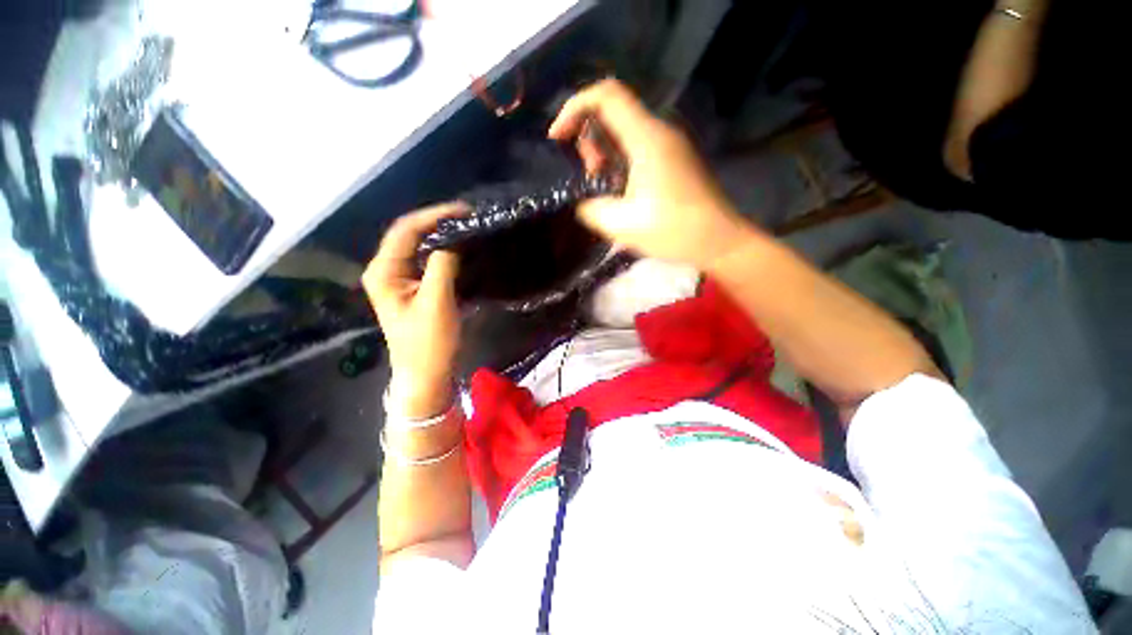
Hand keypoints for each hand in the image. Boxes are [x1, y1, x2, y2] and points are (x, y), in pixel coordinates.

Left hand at [362, 204, 463, 418]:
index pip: (405, 230)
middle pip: (410, 236)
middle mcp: (387, 271)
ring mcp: (400, 280)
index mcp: (384, 272)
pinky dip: (445, 253)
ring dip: (442, 237)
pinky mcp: (415, 290)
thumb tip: (454, 240)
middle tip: (469, 218)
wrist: (426, 375)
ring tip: (467, 229)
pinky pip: (428, 262)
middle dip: (438, 223)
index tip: (463, 211)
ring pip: (420, 248)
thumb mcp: (436, 302)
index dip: (433, 216)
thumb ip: (442, 265)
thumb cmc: (428, 343)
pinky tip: (461, 250)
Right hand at [549, 79, 758, 271]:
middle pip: (613, 111)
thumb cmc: (673, 231)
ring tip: (602, 187)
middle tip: (589, 175)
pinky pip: (637, 146)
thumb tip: (581, 200)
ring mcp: (669, 144)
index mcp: (646, 138)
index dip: (574, 107)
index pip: (606, 95)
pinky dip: (619, 161)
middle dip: (588, 138)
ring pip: (624, 131)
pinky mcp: (673, 159)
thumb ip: (590, 207)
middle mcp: (659, 131)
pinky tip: (619, 190)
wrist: (719, 240)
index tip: (557, 138)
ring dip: (603, 153)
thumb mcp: (621, 225)